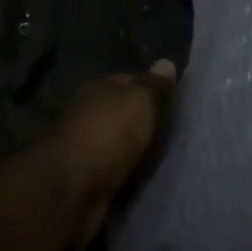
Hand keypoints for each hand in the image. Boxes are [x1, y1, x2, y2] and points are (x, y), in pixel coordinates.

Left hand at [44, 61, 176, 246]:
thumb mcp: (138, 102)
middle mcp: (91, 113)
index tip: (177, 103)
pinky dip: (131, 177)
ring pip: (122, 146)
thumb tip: (166, 62)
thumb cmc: (108, 134)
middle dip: (147, 124)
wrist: (72, 188)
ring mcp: (88, 148)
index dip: (152, 89)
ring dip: (140, 153)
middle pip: (125, 115)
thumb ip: (153, 86)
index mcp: (100, 88)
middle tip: (180, 136)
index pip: (130, 81)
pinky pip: (118, 174)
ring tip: (172, 162)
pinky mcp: (88, 180)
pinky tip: (151, 183)